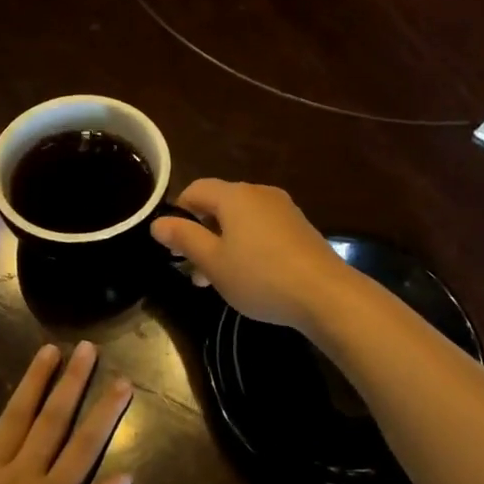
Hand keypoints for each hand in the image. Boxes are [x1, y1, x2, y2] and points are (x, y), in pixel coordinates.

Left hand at [0, 342, 133, 483]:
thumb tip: (124, 476)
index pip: (87, 444)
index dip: (107, 411)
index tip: (122, 381)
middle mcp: (21, 475)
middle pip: (52, 419)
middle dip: (72, 381)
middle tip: (86, 348)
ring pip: (14, 418)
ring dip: (32, 382)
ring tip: (48, 350)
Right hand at [150, 179, 353, 332]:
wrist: (325, 294)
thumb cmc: (260, 276)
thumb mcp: (213, 262)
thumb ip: (184, 238)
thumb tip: (158, 222)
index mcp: (234, 195)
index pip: (195, 189)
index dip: (178, 213)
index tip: (174, 246)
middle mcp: (259, 193)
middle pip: (219, 204)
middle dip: (202, 234)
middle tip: (194, 271)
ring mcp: (284, 209)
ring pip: (242, 219)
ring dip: (224, 243)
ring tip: (219, 280)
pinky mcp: (300, 227)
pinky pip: (263, 229)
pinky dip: (249, 246)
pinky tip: (251, 276)